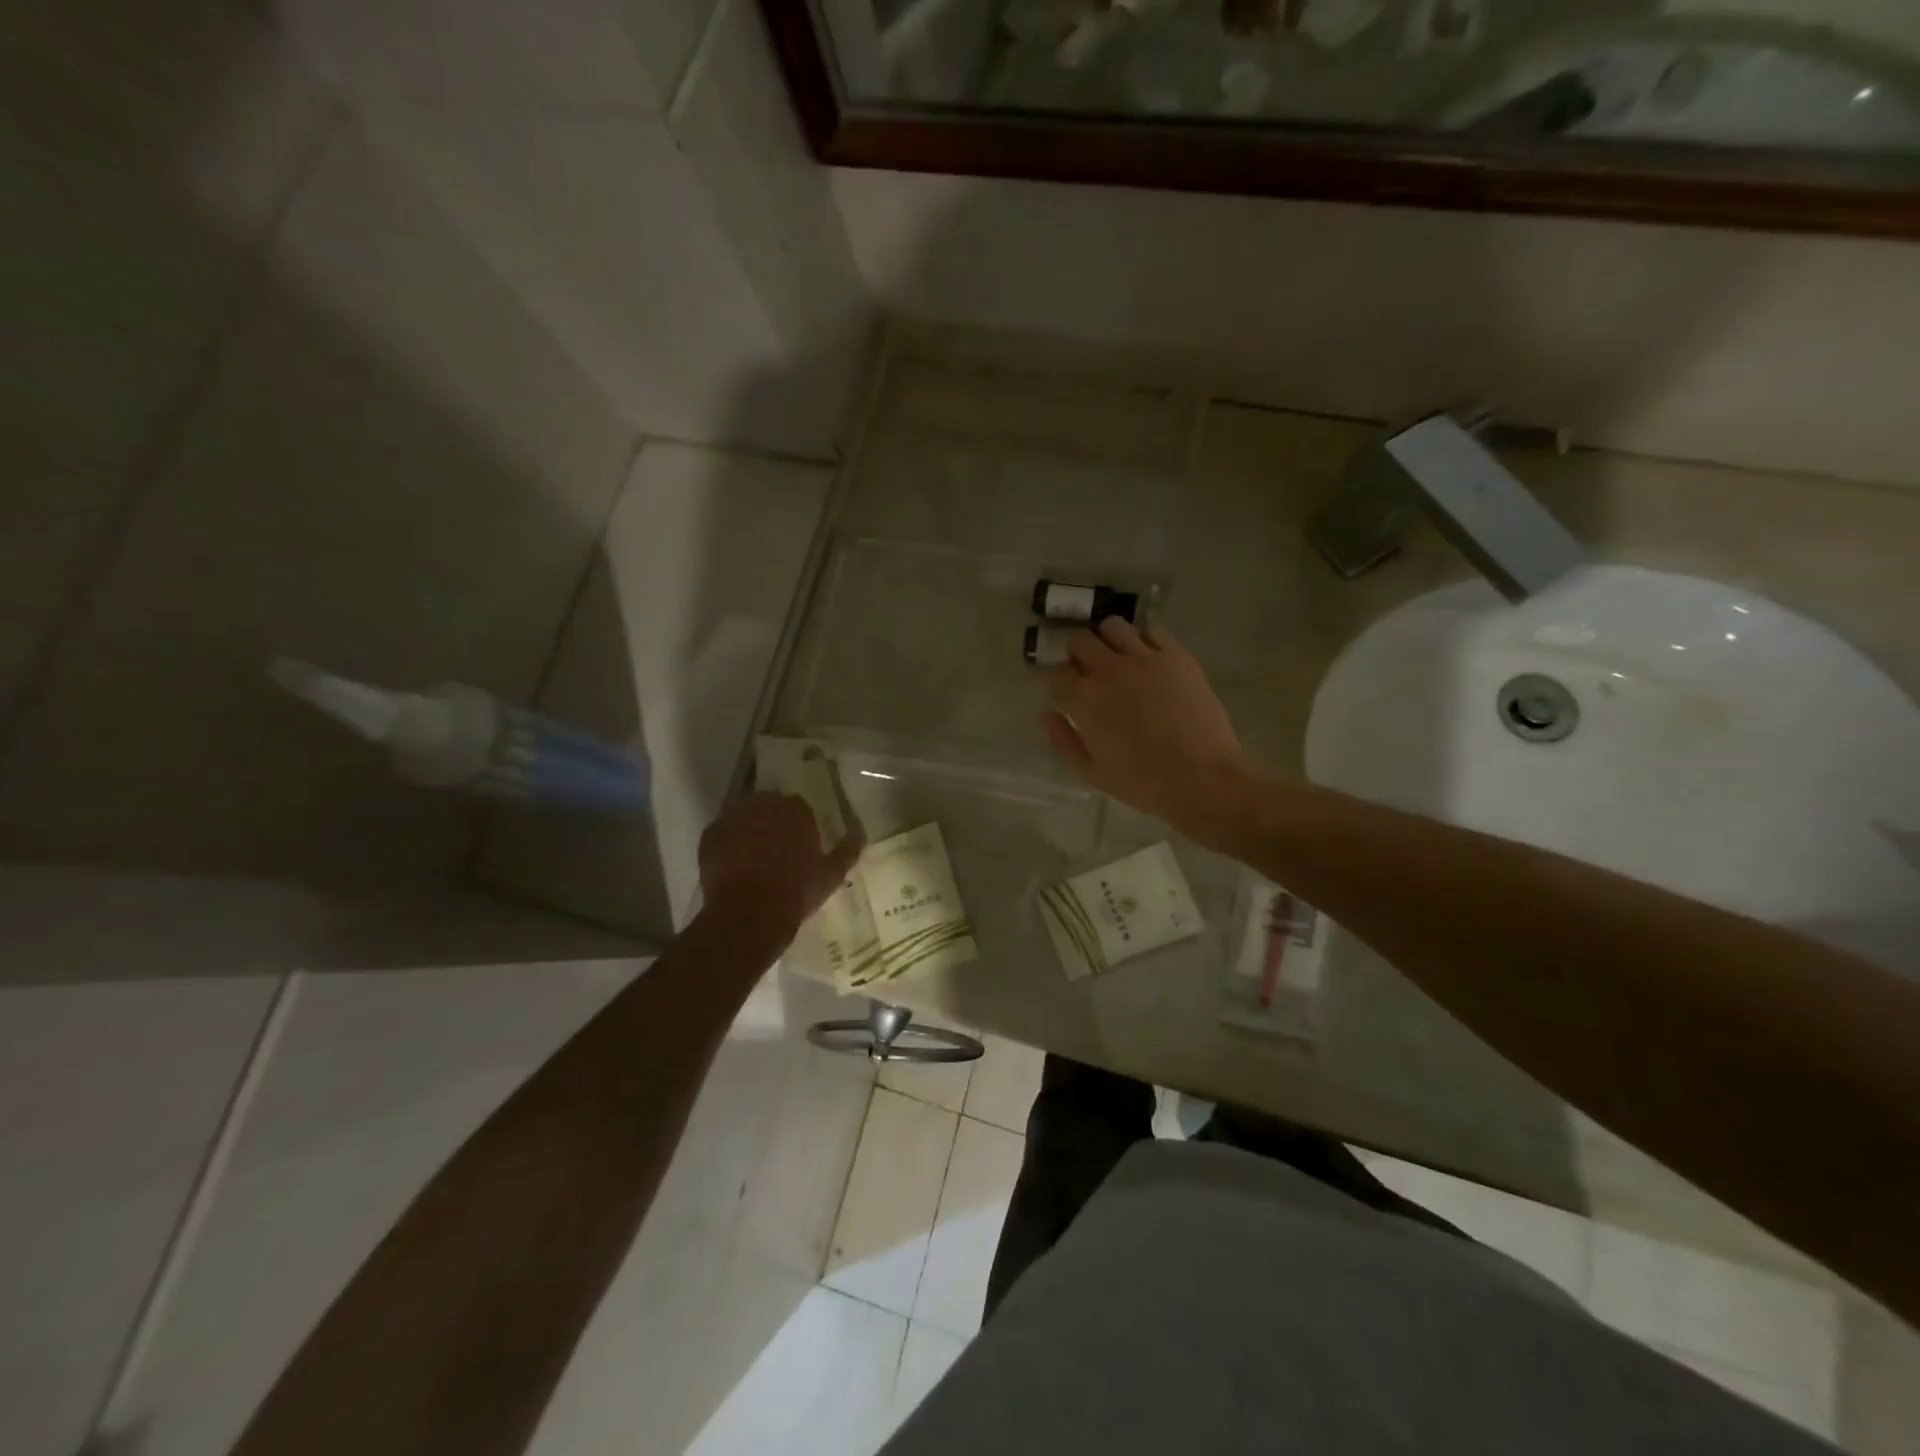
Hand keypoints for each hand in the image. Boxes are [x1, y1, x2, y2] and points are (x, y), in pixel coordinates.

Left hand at [698, 792, 862, 945]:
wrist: (749, 914)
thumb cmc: (796, 891)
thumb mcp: (830, 875)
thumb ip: (846, 852)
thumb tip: (860, 834)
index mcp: (795, 809)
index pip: (798, 806)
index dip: (797, 825)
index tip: (798, 844)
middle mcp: (763, 804)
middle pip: (767, 805)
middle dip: (771, 821)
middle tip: (775, 849)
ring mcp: (733, 817)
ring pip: (742, 817)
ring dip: (747, 830)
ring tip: (752, 857)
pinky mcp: (710, 835)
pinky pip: (720, 834)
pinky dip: (726, 845)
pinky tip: (732, 866)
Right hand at [1041, 619, 1253, 843]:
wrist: (1200, 778)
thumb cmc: (1141, 782)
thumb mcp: (1091, 772)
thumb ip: (1063, 739)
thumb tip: (1046, 714)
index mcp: (1085, 698)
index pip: (1058, 672)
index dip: (1059, 680)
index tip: (1065, 689)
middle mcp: (1109, 669)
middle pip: (1081, 640)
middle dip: (1077, 652)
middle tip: (1086, 668)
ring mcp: (1145, 658)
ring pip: (1114, 626)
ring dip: (1107, 638)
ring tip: (1116, 656)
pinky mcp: (1176, 656)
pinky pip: (1153, 630)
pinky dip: (1144, 639)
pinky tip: (1148, 656)